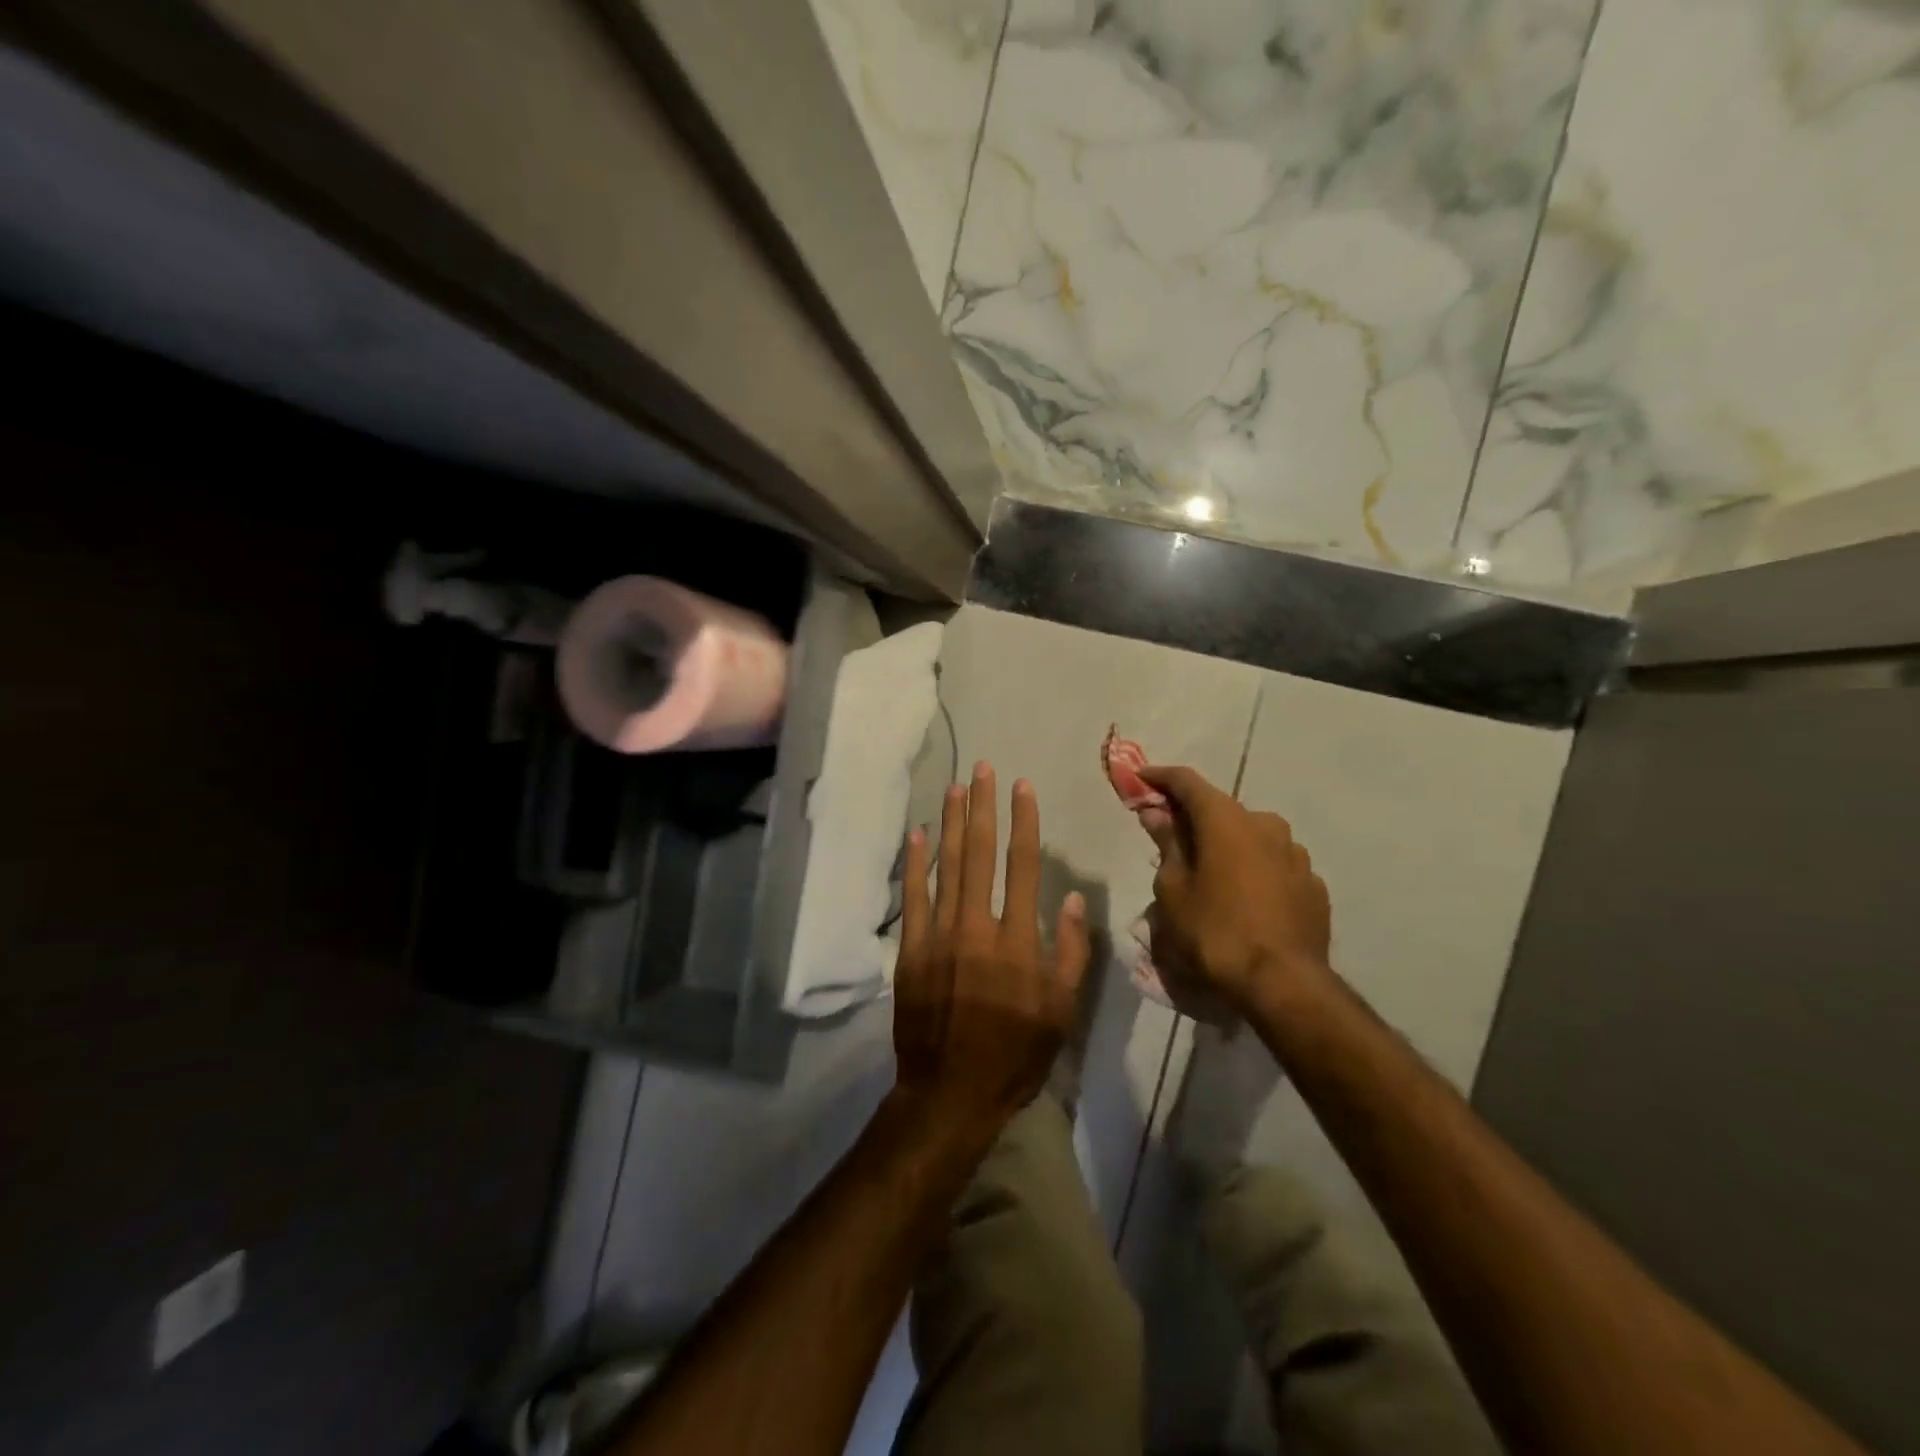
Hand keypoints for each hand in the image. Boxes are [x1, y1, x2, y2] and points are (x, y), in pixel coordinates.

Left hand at [894, 763, 1091, 1134]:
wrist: (951, 1091)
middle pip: (980, 853)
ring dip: (950, 823)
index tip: (1022, 787)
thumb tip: (1070, 899)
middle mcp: (978, 926)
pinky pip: (912, 897)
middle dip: (982, 807)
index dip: (1023, 822)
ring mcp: (939, 935)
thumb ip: (1069, 952)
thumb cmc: (1015, 1053)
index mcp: (1018, 940)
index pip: (1024, 865)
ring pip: (946, 866)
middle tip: (982, 769)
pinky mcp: (911, 949)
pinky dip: (914, 864)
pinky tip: (917, 834)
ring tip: (954, 787)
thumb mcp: (1061, 1011)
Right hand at [1140, 765, 1331, 1015]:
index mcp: (1226, 820)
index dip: (1161, 777)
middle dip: (1194, 819)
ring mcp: (1296, 854)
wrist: (1284, 983)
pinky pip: (1274, 865)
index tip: (1141, 778)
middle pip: (1221, 810)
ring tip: (1210, 875)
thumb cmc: (1215, 931)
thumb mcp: (1174, 890)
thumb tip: (1157, 813)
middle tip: (1171, 837)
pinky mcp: (1313, 884)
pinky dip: (1253, 869)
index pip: (1188, 782)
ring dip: (1227, 846)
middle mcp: (1265, 824)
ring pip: (1251, 837)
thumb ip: (1167, 844)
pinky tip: (1243, 898)